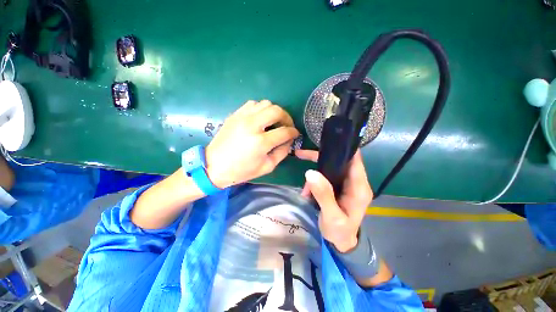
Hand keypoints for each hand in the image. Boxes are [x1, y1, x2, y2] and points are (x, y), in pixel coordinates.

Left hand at [206, 100, 298, 187]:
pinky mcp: (235, 115)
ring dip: (274, 112)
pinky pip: (252, 104)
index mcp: (261, 142)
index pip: (284, 131)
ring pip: (265, 104)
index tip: (295, 134)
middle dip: (287, 117)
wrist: (214, 166)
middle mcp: (252, 125)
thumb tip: (289, 141)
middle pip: (276, 111)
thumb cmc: (242, 170)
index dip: (293, 132)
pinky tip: (261, 118)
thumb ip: (282, 152)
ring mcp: (242, 117)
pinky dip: (261, 109)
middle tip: (287, 125)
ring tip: (274, 122)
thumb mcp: (267, 166)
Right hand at [295, 149, 372, 252]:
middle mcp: (355, 182)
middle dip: (321, 159)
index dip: (344, 148)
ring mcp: (346, 184)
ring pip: (330, 168)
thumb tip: (310, 172)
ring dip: (315, 172)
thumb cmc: (340, 232)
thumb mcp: (331, 216)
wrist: (342, 242)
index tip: (328, 141)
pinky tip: (307, 190)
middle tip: (302, 155)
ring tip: (305, 187)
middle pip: (340, 161)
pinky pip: (326, 176)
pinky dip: (315, 180)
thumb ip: (323, 195)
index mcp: (359, 188)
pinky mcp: (339, 186)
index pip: (355, 160)